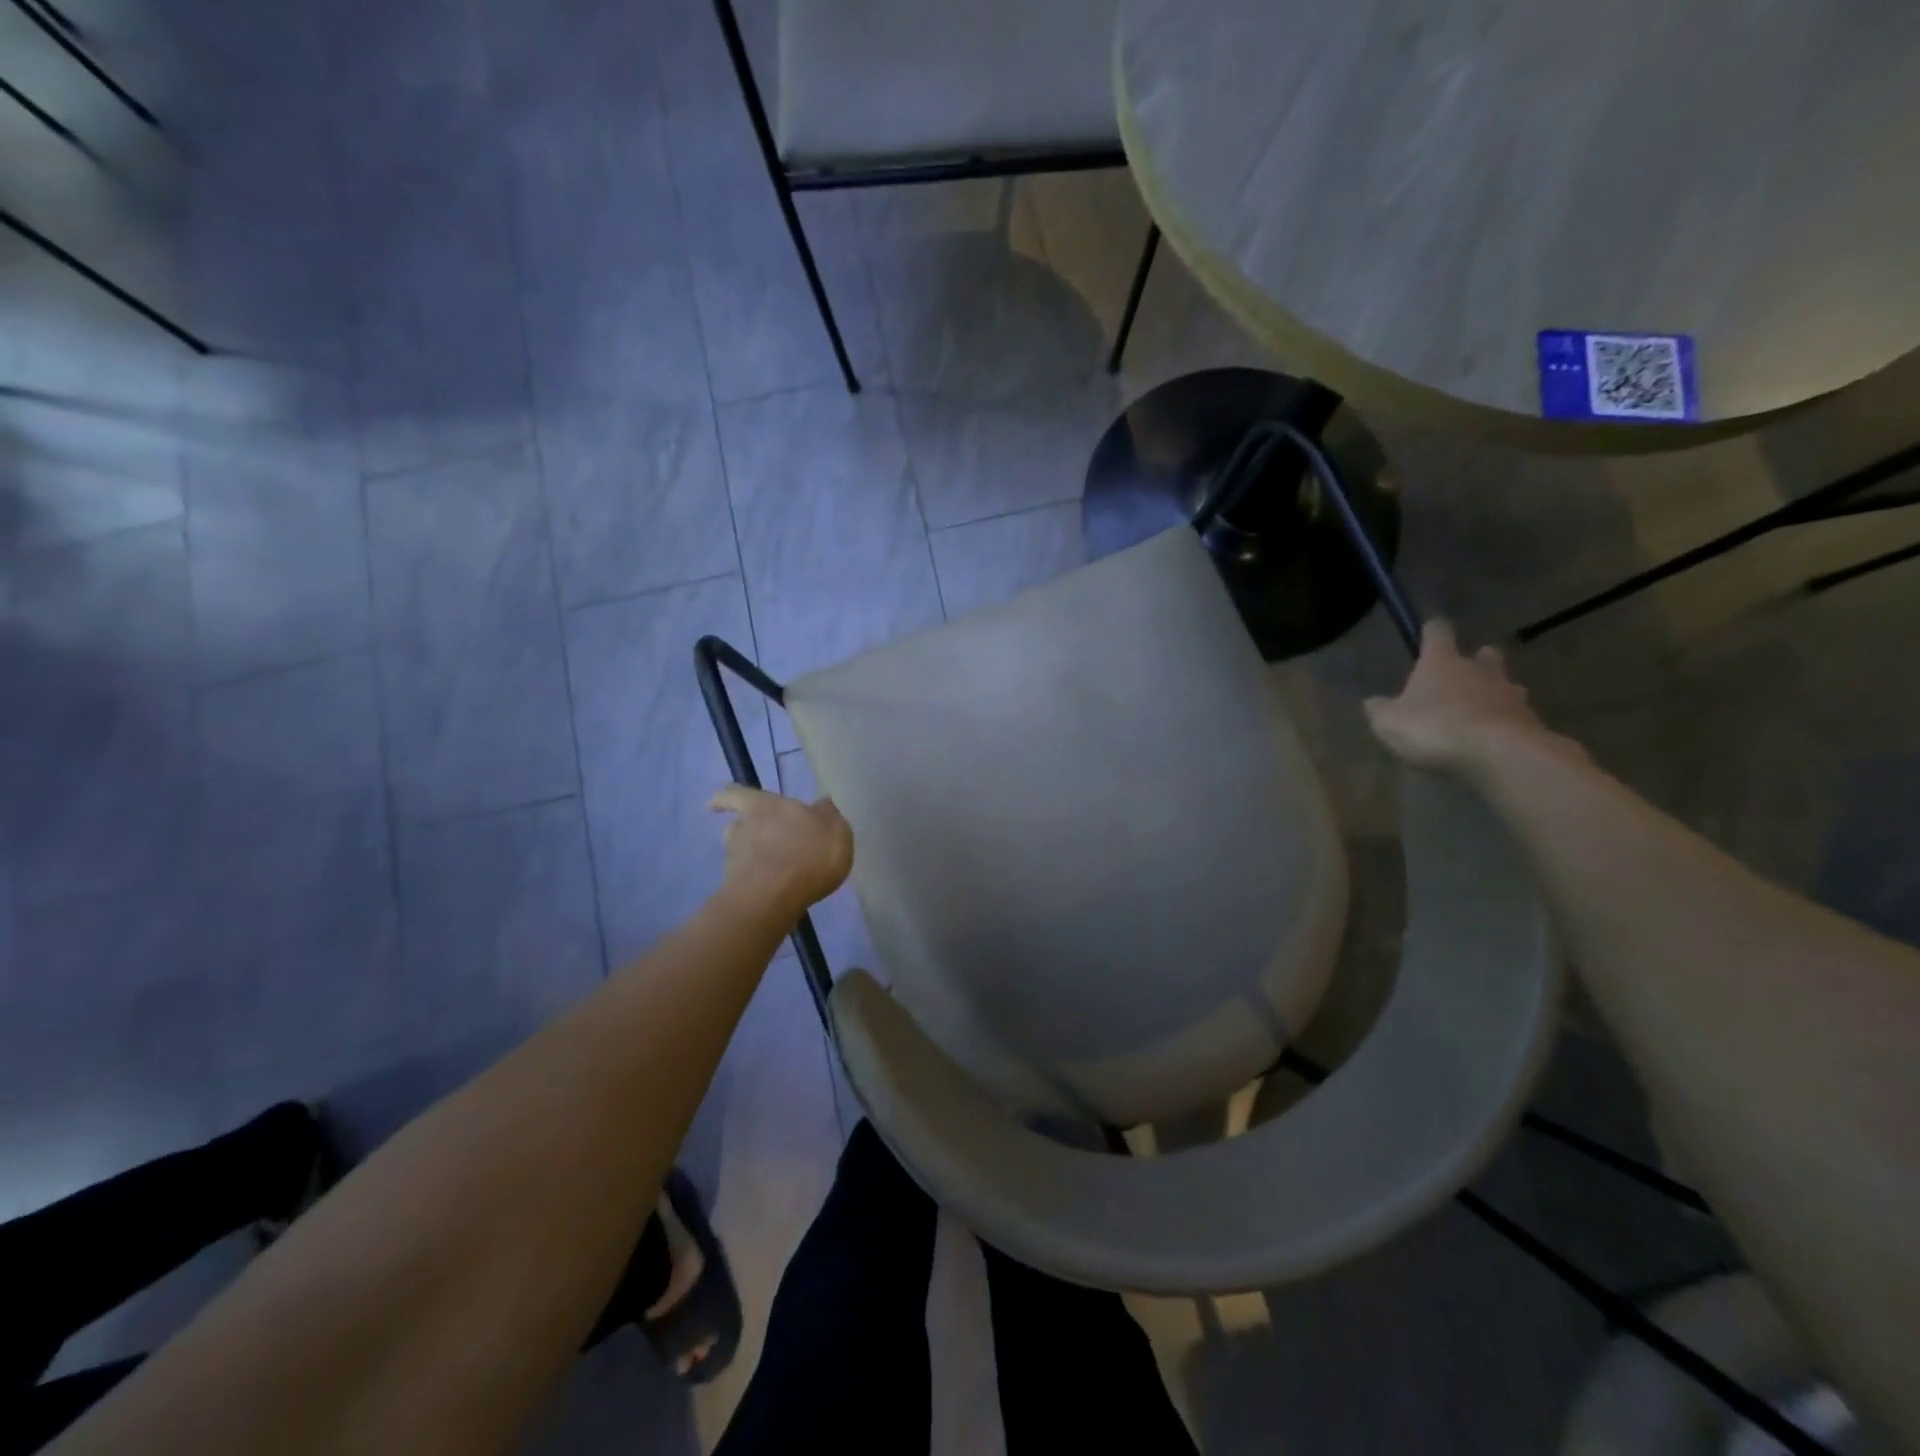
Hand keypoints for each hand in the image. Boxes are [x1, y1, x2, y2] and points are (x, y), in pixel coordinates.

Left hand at [708, 785, 852, 915]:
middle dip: (747, 832)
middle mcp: (744, 828)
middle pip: (737, 826)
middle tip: (762, 842)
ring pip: (739, 853)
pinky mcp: (734, 888)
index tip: (714, 805)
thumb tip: (821, 805)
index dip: (725, 799)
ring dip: (751, 858)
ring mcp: (735, 860)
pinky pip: (746, 881)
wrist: (774, 897)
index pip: (736, 794)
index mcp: (766, 806)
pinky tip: (773, 893)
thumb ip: (827, 816)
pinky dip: (756, 883)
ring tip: (772, 871)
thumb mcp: (835, 829)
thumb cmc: (809, 854)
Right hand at [1364, 620, 1571, 774]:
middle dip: (1475, 660)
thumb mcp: (1388, 723)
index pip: (1437, 632)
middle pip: (1483, 654)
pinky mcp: (1530, 720)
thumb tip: (1373, 701)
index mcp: (1441, 662)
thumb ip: (1379, 709)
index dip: (1431, 630)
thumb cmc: (1434, 728)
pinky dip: (1504, 721)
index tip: (1428, 631)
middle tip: (1464, 672)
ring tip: (1479, 710)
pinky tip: (1492, 737)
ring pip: (1504, 683)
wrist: (1499, 754)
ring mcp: (1509, 693)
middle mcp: (1478, 669)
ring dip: (1493, 691)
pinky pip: (1515, 714)